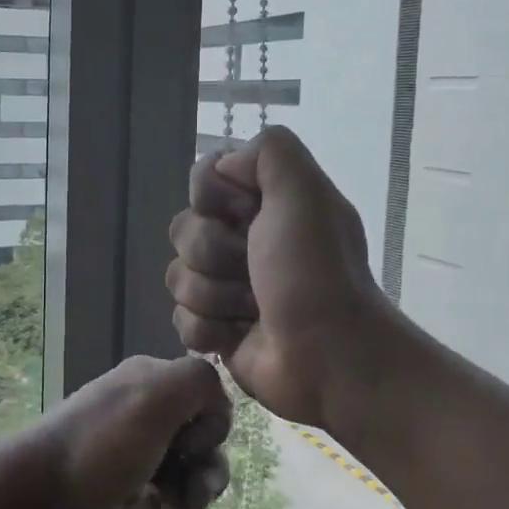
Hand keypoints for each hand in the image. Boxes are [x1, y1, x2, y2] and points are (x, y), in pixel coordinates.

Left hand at [0, 356, 232, 508]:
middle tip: (194, 499)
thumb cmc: (99, 449)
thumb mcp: (155, 400)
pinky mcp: (111, 474)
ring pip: (178, 464)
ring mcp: (123, 440)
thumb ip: (197, 383)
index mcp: (150, 377)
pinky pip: (154, 485)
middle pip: (196, 434)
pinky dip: (163, 501)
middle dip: (205, 469)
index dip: (211, 429)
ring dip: (188, 491)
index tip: (189, 450)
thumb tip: (215, 403)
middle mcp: (139, 402)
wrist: (31, 492)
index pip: (209, 397)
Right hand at [167, 126, 393, 426]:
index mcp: (263, 203)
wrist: (331, 358)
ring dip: (214, 295)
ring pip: (177, 276)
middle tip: (254, 271)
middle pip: (183, 229)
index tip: (246, 215)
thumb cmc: (316, 273)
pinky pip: (180, 319)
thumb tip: (225, 166)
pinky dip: (208, 330)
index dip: (213, 198)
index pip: (203, 179)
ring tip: (251, 310)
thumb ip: (269, 151)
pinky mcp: (216, 329)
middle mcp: (242, 239)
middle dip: (214, 253)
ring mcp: (226, 286)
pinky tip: (236, 336)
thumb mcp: (304, 192)